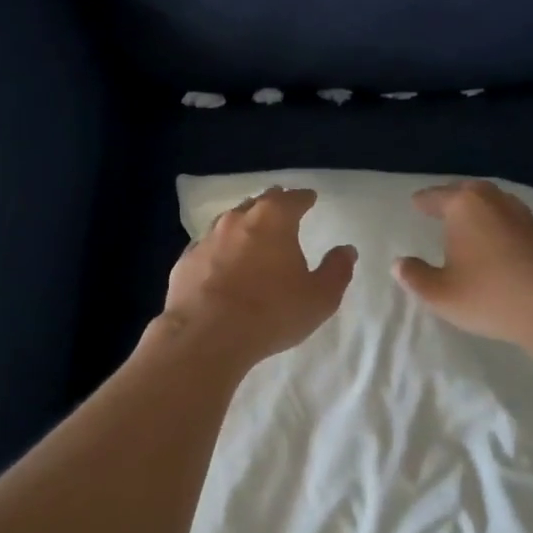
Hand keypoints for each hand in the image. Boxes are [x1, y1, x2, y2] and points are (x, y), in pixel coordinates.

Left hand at [157, 187, 356, 366]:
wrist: (206, 335)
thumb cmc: (271, 312)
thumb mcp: (319, 298)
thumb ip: (336, 271)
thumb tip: (346, 250)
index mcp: (274, 219)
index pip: (293, 198)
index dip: (304, 198)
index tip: (309, 198)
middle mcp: (238, 219)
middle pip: (258, 202)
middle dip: (272, 203)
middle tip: (281, 208)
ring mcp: (207, 238)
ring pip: (229, 221)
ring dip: (243, 224)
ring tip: (252, 233)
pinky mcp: (186, 261)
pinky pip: (208, 247)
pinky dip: (219, 249)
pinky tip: (221, 262)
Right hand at [394, 180, 532, 357]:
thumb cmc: (492, 296)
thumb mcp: (441, 294)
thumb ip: (415, 277)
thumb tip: (399, 263)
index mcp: (465, 205)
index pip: (436, 196)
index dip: (423, 201)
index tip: (415, 203)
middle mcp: (495, 201)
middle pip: (469, 192)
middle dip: (453, 198)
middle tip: (441, 208)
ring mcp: (526, 215)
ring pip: (496, 205)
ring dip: (481, 212)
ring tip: (470, 226)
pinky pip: (515, 223)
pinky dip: (502, 228)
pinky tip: (501, 246)